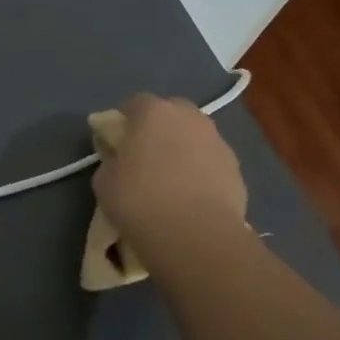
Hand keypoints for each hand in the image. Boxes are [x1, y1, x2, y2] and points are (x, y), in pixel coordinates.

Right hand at [92, 92, 248, 262]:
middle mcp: (189, 117)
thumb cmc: (140, 201)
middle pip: (170, 112)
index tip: (116, 143)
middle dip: (157, 128)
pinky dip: (200, 170)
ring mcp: (217, 140)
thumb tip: (120, 158)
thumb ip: (111, 159)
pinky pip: (210, 160)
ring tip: (170, 179)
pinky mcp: (236, 167)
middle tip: (144, 156)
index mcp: (153, 112)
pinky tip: (190, 195)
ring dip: (181, 148)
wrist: (196, 235)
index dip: (122, 122)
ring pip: (193, 135)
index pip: (133, 103)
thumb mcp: (103, 181)